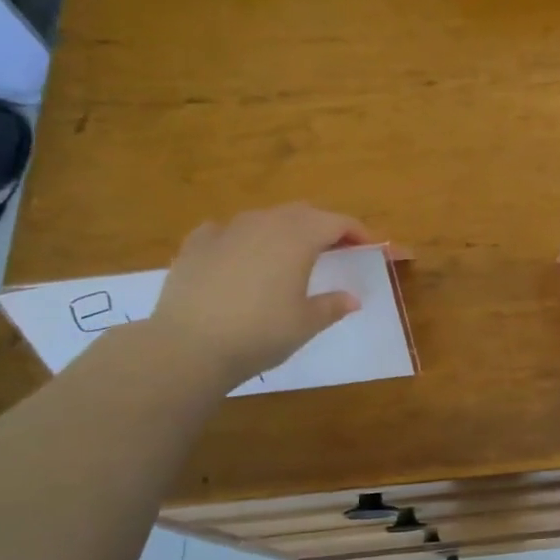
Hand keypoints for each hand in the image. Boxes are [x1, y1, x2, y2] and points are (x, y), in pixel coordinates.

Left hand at [147, 204, 373, 385]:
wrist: (188, 346)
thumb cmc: (260, 333)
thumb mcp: (306, 323)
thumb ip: (332, 305)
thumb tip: (352, 299)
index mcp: (298, 237)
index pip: (338, 222)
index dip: (359, 233)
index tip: (372, 248)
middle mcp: (264, 223)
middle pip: (303, 213)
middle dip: (323, 227)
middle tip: (336, 250)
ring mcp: (226, 230)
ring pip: (265, 218)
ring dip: (284, 231)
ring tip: (290, 255)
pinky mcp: (196, 244)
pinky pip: (227, 231)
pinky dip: (243, 239)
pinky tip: (240, 257)